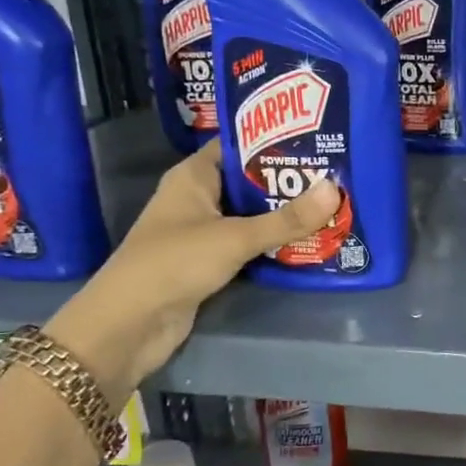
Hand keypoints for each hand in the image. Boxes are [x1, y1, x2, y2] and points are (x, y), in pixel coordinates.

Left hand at [46, 143, 339, 402]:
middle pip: (249, 181)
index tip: (317, 140)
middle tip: (336, 174)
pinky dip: (272, 242)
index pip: (238, 146)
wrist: (129, 326)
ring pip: (251, 214)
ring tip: (331, 204)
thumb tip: (335, 189)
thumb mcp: (235, 237)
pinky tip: (308, 240)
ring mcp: (202, 231)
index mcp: (193, 176)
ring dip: (283, 214)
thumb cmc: (175, 263)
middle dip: (288, 181)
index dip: (274, 140)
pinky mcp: (208, 262)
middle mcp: (197, 198)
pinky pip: (248, 243)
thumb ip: (286, 219)